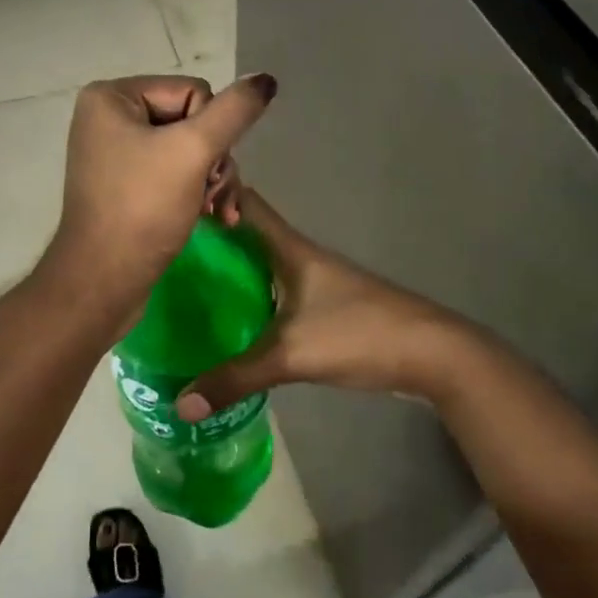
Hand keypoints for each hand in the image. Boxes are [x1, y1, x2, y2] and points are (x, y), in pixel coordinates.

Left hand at [42, 72, 277, 312]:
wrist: (104, 283)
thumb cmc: (143, 210)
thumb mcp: (193, 152)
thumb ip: (234, 111)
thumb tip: (266, 78)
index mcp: (112, 97)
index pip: (193, 92)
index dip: (210, 131)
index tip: (202, 169)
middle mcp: (109, 118)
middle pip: (193, 121)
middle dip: (213, 161)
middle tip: (216, 196)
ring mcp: (117, 153)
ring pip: (190, 150)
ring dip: (213, 181)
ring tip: (220, 213)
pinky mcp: (126, 185)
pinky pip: (174, 173)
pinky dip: (197, 193)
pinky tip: (214, 218)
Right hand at [175, 190, 491, 420]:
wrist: (432, 354)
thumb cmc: (359, 333)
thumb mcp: (292, 355)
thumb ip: (236, 378)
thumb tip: (181, 403)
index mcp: (290, 249)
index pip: (245, 203)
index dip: (211, 195)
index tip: (170, 206)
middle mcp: (299, 257)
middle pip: (247, 235)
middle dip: (210, 241)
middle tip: (165, 256)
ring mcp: (314, 283)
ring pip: (261, 266)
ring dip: (229, 273)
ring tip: (185, 289)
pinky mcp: (324, 308)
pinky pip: (275, 294)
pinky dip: (250, 301)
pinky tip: (230, 325)